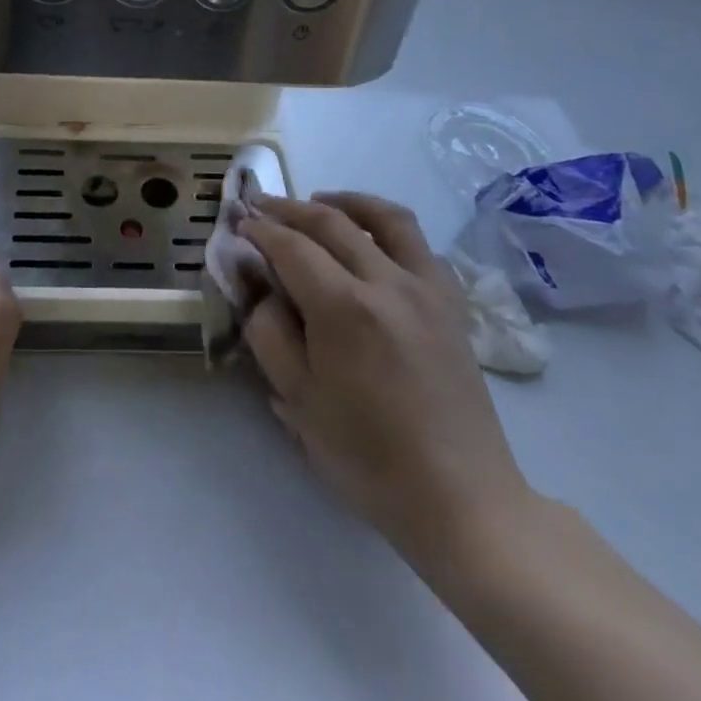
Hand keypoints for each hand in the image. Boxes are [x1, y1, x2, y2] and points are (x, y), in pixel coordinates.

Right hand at [239, 191, 535, 582]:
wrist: (461, 499)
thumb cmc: (369, 457)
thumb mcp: (298, 401)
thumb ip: (269, 333)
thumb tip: (260, 289)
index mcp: (345, 308)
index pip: (291, 247)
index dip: (260, 230)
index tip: (239, 222)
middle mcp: (388, 282)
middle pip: (332, 221)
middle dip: (289, 208)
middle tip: (261, 205)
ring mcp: (427, 288)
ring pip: (385, 218)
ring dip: (344, 201)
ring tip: (318, 202)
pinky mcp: (452, 303)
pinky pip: (418, 244)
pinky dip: (386, 226)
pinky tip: (370, 240)